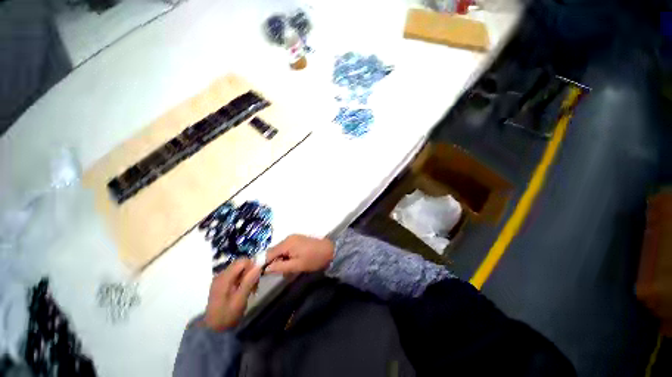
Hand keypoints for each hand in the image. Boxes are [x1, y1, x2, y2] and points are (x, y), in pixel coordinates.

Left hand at [204, 259, 260, 331]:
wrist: (213, 329)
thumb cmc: (227, 316)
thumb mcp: (240, 300)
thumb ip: (248, 282)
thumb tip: (259, 266)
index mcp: (224, 278)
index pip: (242, 261)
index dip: (252, 266)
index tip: (256, 278)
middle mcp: (221, 274)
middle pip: (241, 263)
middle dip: (251, 271)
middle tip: (254, 285)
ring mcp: (221, 278)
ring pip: (240, 268)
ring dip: (248, 275)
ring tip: (251, 288)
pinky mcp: (222, 282)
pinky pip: (236, 274)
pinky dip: (243, 279)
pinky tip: (244, 289)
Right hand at [265, 234, 333, 273]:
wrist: (330, 250)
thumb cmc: (314, 259)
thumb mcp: (297, 266)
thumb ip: (280, 267)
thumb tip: (266, 269)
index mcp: (286, 243)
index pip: (268, 253)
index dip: (263, 264)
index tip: (261, 274)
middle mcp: (288, 238)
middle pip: (274, 251)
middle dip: (273, 262)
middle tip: (278, 273)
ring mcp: (293, 238)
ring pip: (280, 250)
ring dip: (280, 260)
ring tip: (287, 269)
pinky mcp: (297, 240)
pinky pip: (286, 248)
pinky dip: (286, 256)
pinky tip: (292, 263)